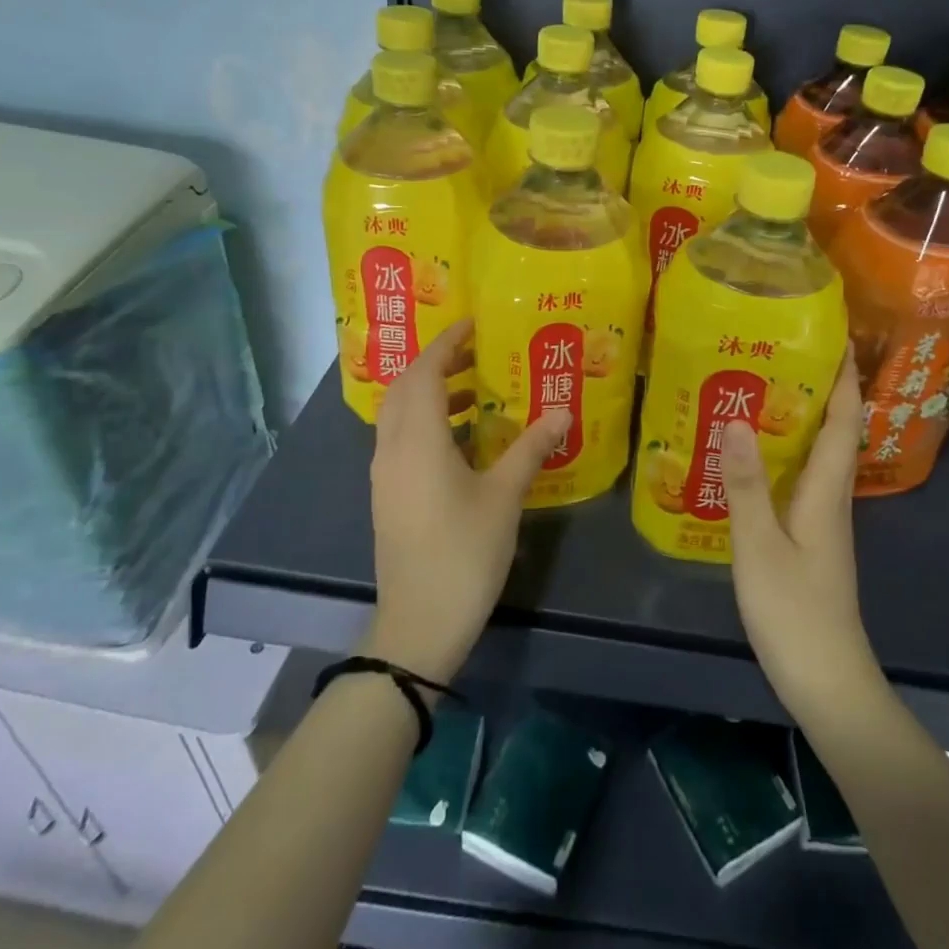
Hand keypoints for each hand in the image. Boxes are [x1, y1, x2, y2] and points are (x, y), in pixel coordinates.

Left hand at [363, 320, 569, 683]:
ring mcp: (385, 474)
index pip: (426, 373)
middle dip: (436, 363)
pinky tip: (462, 439)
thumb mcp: (504, 497)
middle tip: (476, 352)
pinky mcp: (388, 495)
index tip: (472, 324)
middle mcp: (392, 448)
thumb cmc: (464, 553)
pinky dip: (426, 422)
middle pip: (405, 388)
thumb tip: (563, 413)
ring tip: (475, 392)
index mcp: (418, 440)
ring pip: (400, 414)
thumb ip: (531, 449)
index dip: (446, 343)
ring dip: (431, 393)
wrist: (418, 623)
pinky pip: (401, 439)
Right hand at [721, 346, 883, 724]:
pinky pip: (801, 481)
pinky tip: (753, 458)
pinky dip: (785, 456)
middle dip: (818, 390)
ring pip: (818, 456)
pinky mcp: (810, 539)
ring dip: (801, 421)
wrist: (827, 680)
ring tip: (761, 392)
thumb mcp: (760, 545)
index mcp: (828, 491)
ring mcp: (823, 520)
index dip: (843, 379)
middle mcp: (832, 498)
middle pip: (835, 432)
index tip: (833, 338)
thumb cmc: (794, 611)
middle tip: (780, 354)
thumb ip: (746, 484)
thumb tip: (736, 420)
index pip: (845, 421)